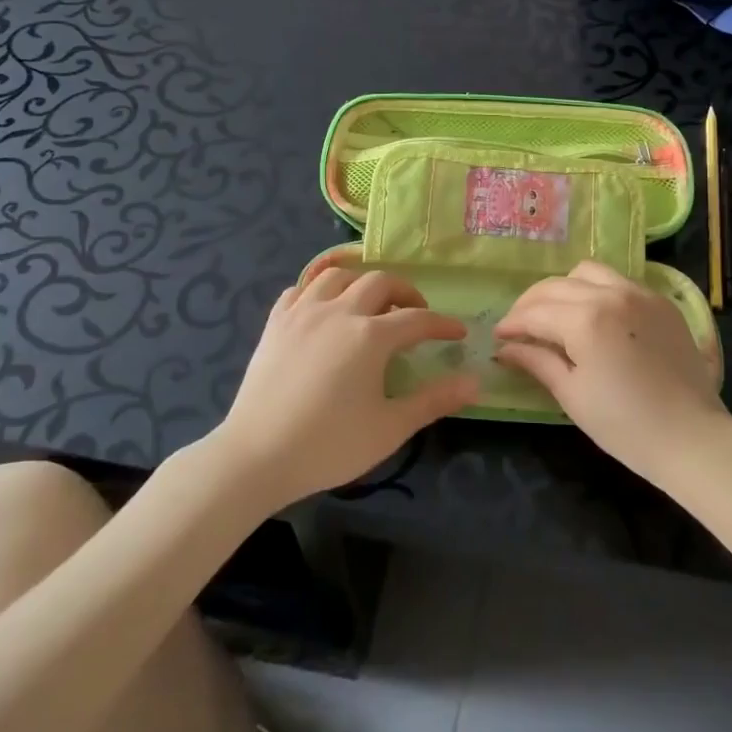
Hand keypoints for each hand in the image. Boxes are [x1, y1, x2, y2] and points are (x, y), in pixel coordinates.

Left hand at [212, 266, 478, 509]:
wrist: (256, 456)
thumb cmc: (329, 445)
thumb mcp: (390, 427)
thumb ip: (434, 400)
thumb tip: (475, 382)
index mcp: (371, 335)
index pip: (418, 319)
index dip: (442, 324)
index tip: (459, 332)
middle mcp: (339, 311)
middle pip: (379, 282)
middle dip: (405, 292)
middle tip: (415, 313)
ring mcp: (302, 313)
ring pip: (337, 276)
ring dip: (360, 283)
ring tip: (369, 304)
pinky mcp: (275, 324)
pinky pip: (300, 290)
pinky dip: (318, 291)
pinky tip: (323, 309)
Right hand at [494, 261, 730, 485]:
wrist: (692, 437)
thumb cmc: (625, 425)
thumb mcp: (572, 395)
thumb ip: (536, 361)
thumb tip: (505, 348)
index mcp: (585, 319)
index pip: (535, 313)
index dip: (512, 324)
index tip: (499, 336)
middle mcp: (611, 294)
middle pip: (557, 286)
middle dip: (531, 303)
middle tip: (520, 326)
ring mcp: (640, 293)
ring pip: (588, 272)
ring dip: (565, 288)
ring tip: (557, 313)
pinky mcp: (661, 301)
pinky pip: (619, 281)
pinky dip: (597, 290)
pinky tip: (594, 315)